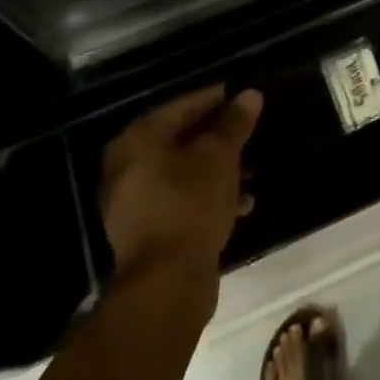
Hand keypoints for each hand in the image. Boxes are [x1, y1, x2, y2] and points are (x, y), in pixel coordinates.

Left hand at [100, 86, 262, 276]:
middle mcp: (127, 166)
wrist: (166, 284)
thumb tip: (250, 94)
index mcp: (138, 139)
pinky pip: (182, 200)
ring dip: (218, 169)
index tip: (244, 97)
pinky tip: (242, 203)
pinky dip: (208, 196)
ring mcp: (134, 202)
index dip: (216, 99)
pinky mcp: (148, 231)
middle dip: (218, 137)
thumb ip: (234, 122)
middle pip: (181, 139)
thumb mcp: (219, 156)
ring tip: (252, 171)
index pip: (183, 105)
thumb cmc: (190, 204)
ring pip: (184, 172)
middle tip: (249, 132)